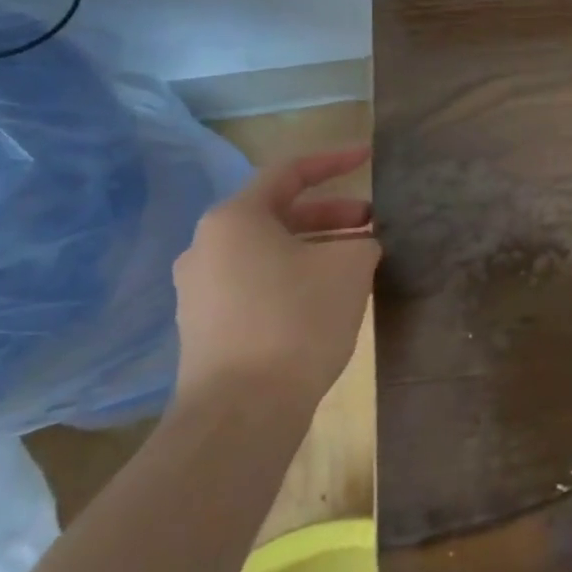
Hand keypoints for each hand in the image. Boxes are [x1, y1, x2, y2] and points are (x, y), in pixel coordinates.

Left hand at [171, 148, 379, 419]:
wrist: (240, 414)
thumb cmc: (297, 320)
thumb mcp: (350, 267)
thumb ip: (362, 243)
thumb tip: (358, 249)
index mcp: (235, 218)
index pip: (290, 171)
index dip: (335, 161)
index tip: (369, 157)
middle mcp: (207, 246)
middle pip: (278, 213)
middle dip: (331, 214)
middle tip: (372, 223)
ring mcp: (199, 290)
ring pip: (268, 251)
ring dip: (314, 248)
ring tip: (356, 262)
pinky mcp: (204, 327)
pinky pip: (256, 283)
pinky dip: (293, 276)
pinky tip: (326, 298)